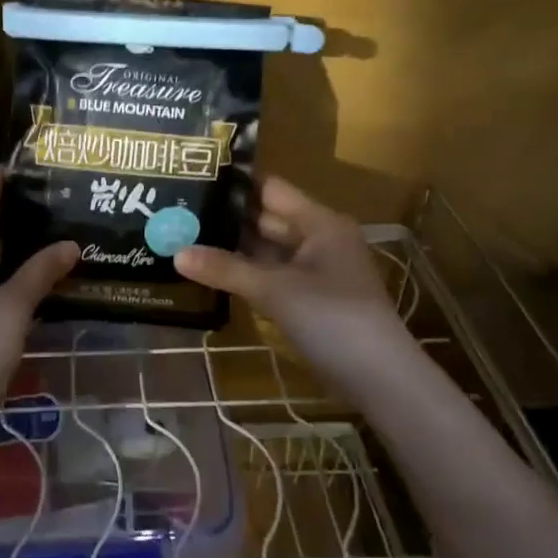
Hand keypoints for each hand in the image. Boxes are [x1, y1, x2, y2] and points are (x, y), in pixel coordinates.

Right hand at [175, 176, 418, 401]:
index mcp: (319, 222)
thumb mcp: (275, 290)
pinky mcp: (312, 298)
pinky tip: (215, 274)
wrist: (380, 379)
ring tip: (187, 239)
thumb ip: (226, 269)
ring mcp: (317, 270)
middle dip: (228, 218)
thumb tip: (176, 252)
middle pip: (268, 219)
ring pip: (269, 250)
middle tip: (180, 213)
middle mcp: (319, 238)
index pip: (270, 190)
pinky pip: (274, 275)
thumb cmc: (332, 318)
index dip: (235, 184)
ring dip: (235, 249)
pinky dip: (248, 274)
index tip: (194, 178)